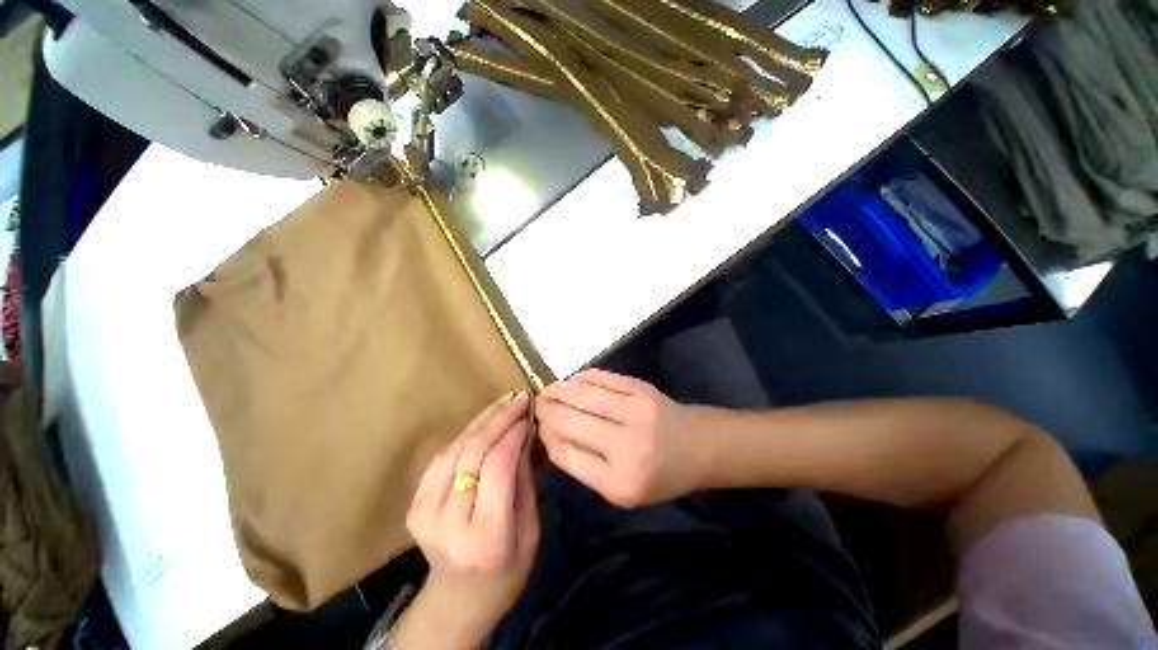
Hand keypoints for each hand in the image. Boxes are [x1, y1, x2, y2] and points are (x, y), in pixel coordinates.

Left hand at [394, 391, 538, 649]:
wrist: (457, 601)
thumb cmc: (506, 571)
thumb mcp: (530, 530)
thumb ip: (524, 479)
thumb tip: (524, 433)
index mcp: (485, 536)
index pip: (497, 467)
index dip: (513, 433)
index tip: (528, 412)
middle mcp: (449, 522)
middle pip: (472, 453)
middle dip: (498, 418)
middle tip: (517, 398)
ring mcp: (424, 512)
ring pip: (455, 449)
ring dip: (482, 420)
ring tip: (504, 403)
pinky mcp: (414, 503)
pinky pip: (442, 456)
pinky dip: (465, 434)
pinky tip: (483, 422)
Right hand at [537, 369, 707, 507]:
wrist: (698, 446)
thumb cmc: (659, 475)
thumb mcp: (621, 489)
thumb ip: (584, 465)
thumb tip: (550, 433)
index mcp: (618, 483)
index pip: (564, 453)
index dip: (545, 435)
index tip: (538, 426)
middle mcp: (625, 446)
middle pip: (568, 420)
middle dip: (545, 409)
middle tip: (536, 404)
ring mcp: (634, 411)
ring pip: (581, 394)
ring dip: (558, 389)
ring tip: (548, 390)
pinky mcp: (641, 388)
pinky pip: (601, 378)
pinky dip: (581, 378)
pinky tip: (573, 381)